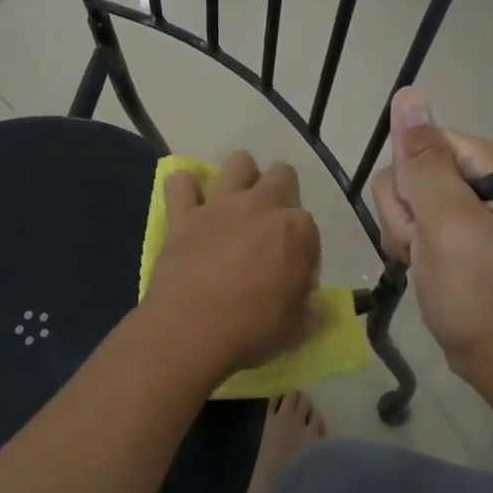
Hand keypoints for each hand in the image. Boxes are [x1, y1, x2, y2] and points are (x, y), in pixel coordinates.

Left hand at [141, 151, 321, 386]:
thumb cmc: (252, 330)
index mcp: (298, 230)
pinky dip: (184, 188)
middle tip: (269, 225)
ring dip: (241, 176)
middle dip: (280, 191)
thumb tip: (312, 305)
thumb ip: (308, 309)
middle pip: (281, 176)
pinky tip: (187, 203)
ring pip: (239, 162)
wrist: (191, 330)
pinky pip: (179, 183)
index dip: (302, 249)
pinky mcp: (184, 214)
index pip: (309, 226)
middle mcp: (262, 206)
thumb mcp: (297, 328)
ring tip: (236, 202)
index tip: (291, 273)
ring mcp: (221, 205)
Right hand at [369, 88, 492, 384]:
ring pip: (398, 194)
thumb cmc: (476, 289)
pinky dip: (404, 243)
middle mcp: (477, 174)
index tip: (426, 222)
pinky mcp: (447, 225)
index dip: (411, 184)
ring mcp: (461, 201)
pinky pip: (404, 216)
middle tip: (427, 246)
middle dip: (405, 212)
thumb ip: (422, 159)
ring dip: (402, 231)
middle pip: (406, 169)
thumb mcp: (446, 221)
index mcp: (491, 162)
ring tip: (425, 260)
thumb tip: (407, 93)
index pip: (421, 143)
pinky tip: (420, 264)